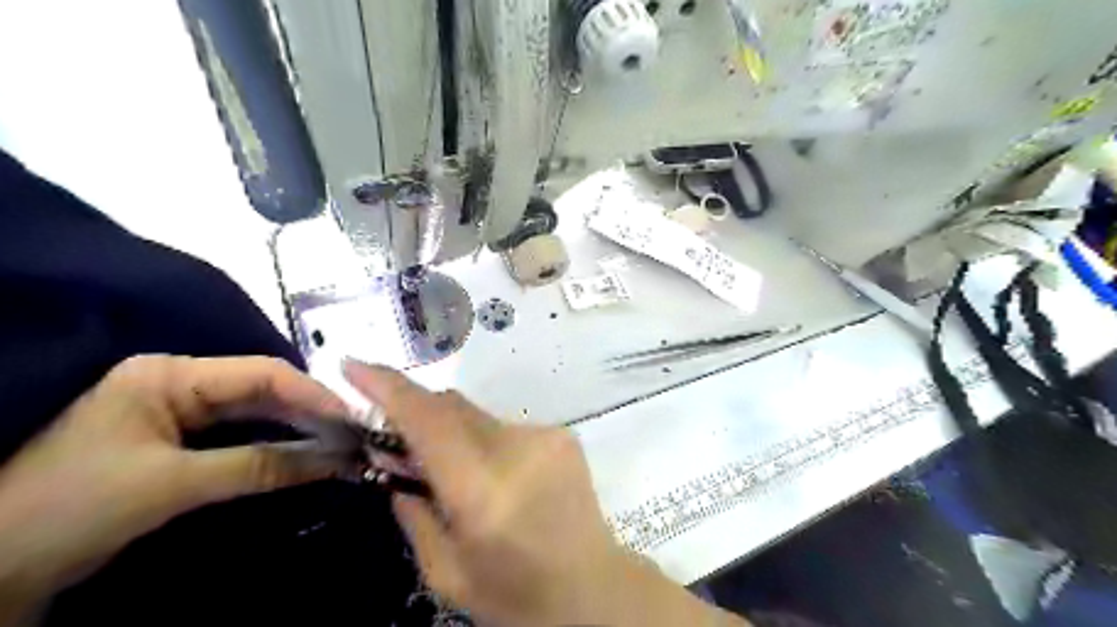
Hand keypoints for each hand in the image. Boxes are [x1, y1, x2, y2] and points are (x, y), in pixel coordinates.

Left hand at [0, 355, 353, 619]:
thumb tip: (335, 460)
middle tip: (357, 433)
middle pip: (264, 389)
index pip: (261, 373)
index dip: (313, 394)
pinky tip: (308, 455)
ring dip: (299, 429)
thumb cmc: (70, 510)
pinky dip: (277, 446)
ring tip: (342, 443)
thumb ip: (260, 466)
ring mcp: (181, 412)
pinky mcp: (182, 441)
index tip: (354, 419)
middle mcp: (180, 383)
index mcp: (169, 374)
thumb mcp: (171, 485)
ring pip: (258, 413)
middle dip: (311, 412)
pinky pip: (244, 436)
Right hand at [347, 364, 748, 626]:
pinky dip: (484, 442)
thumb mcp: (445, 572)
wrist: (592, 587)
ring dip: (453, 433)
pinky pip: (504, 426)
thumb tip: (392, 461)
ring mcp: (545, 436)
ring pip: (477, 416)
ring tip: (455, 474)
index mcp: (483, 491)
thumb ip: (411, 510)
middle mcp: (517, 450)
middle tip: (396, 441)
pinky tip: (495, 477)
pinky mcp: (562, 434)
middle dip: (416, 413)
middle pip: (452, 407)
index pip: (429, 422)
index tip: (355, 366)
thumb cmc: (514, 593)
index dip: (389, 388)